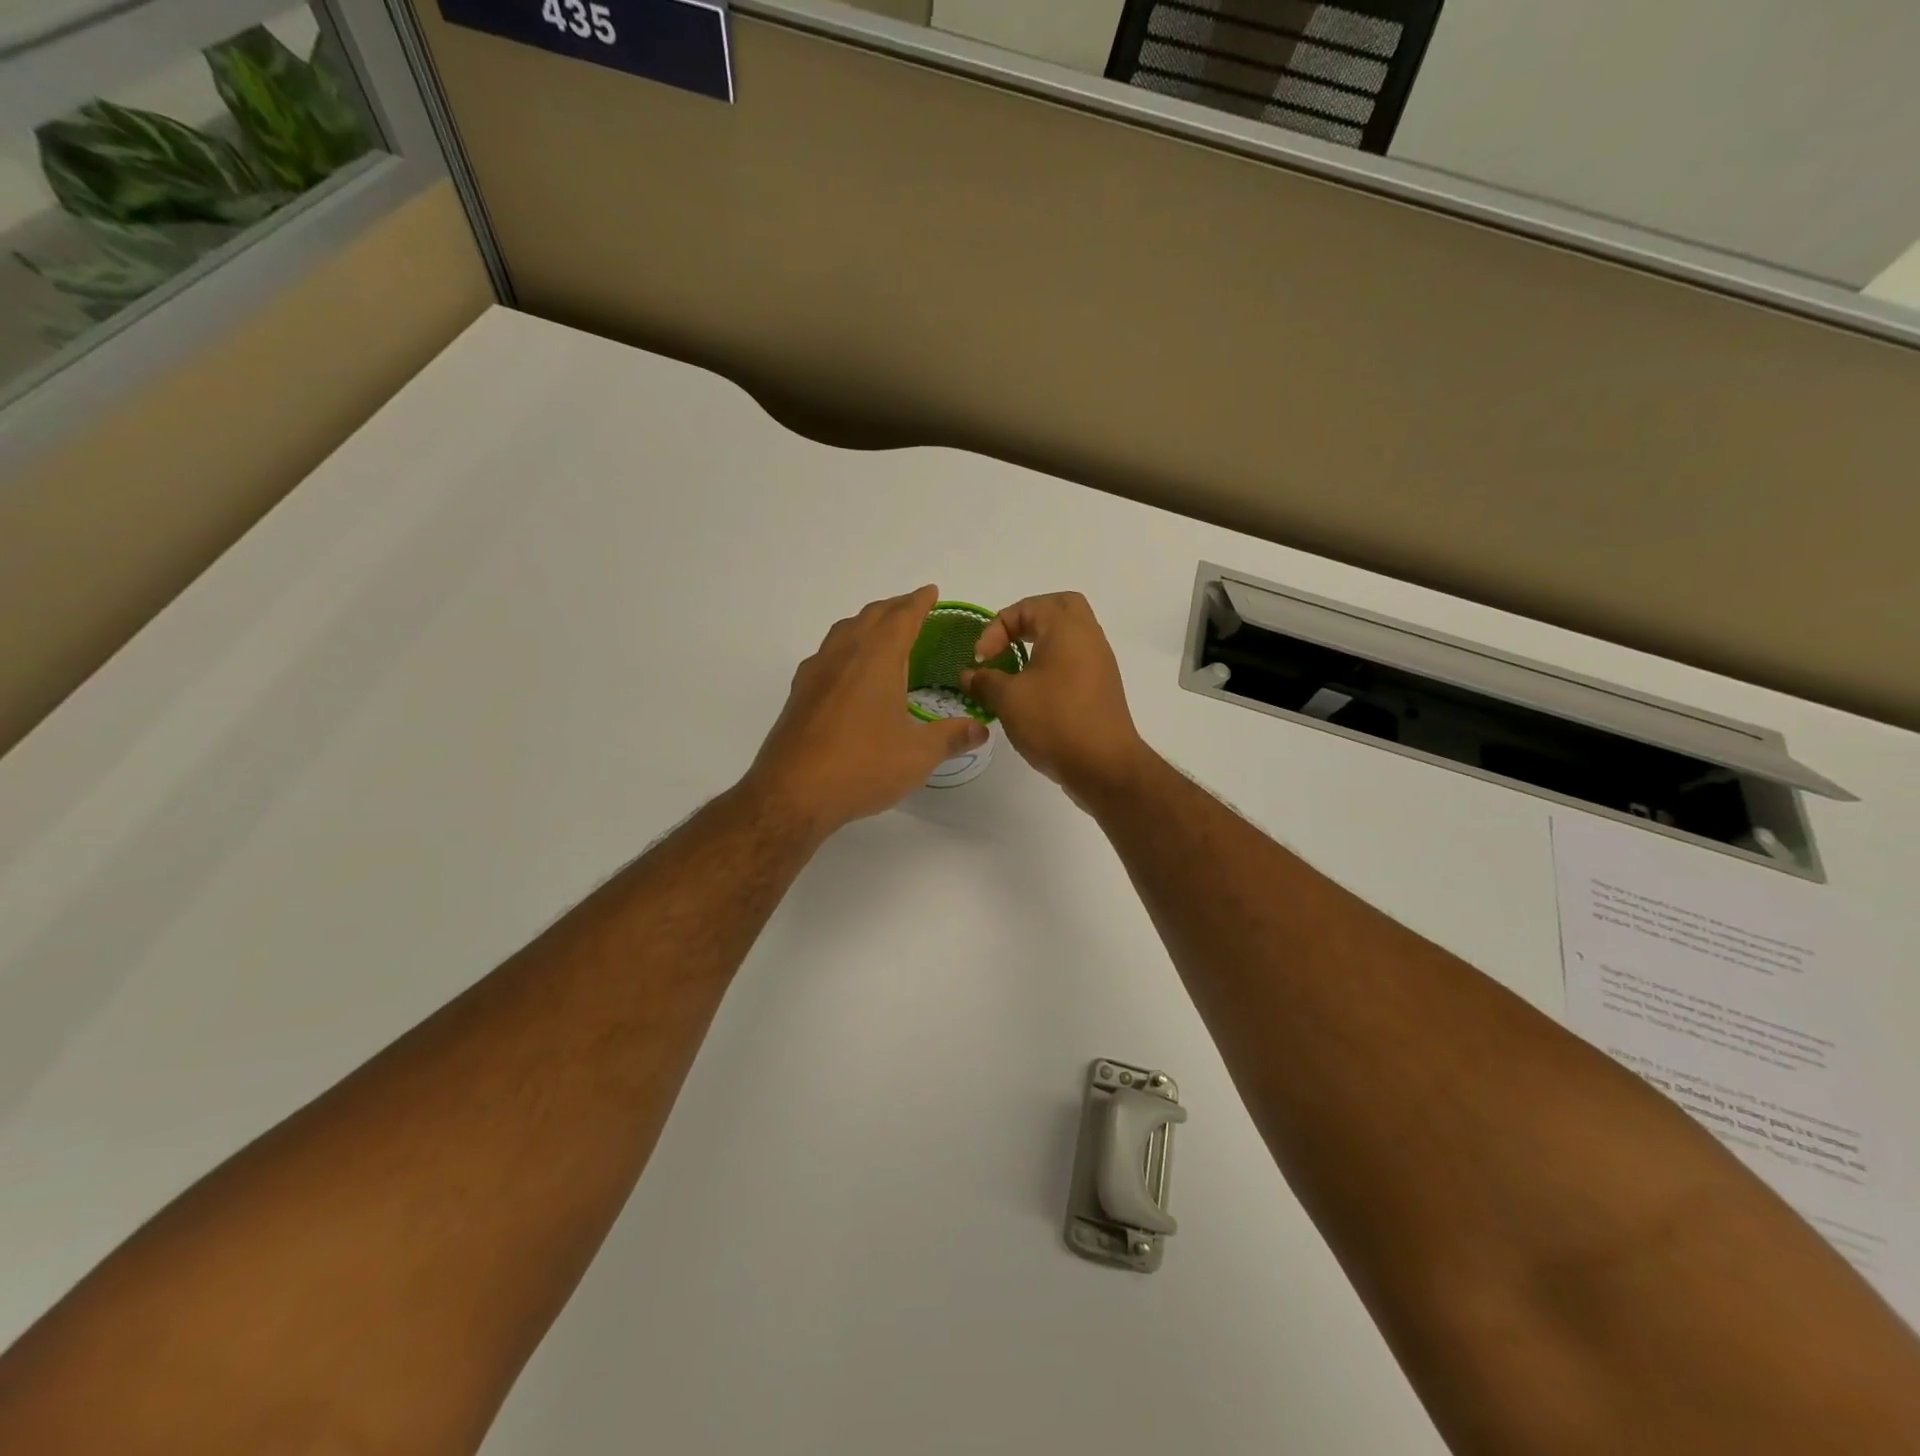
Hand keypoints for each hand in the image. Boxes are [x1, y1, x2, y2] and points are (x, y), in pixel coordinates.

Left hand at [745, 586, 988, 835]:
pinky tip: (848, 670)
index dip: (918, 602)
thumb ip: (951, 738)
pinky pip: (827, 654)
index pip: (902, 617)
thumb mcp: (917, 755)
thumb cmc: (862, 767)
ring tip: (882, 630)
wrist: (792, 793)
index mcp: (876, 659)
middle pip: (870, 617)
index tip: (931, 591)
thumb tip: (980, 729)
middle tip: (912, 607)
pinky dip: (845, 646)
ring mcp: (816, 673)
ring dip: (866, 623)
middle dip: (894, 608)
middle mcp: (844, 655)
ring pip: (843, 631)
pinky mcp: (800, 694)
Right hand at [960, 592, 1149, 806]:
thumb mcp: (1008, 699)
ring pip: (1069, 637)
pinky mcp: (1101, 689)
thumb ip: (984, 681)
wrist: (1104, 766)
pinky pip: (1075, 662)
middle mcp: (1089, 637)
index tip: (981, 660)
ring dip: (1040, 646)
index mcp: (1067, 628)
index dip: (996, 629)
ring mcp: (1100, 664)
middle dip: (1027, 621)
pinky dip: (1052, 667)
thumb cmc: (1055, 721)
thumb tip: (968, 675)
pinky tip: (1032, 695)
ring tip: (1014, 672)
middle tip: (1006, 644)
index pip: (1027, 607)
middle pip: (1059, 608)